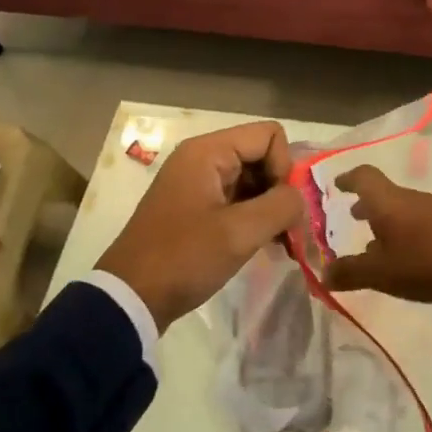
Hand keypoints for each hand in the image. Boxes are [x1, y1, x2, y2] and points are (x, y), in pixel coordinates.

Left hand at [96, 121, 305, 330]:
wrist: (132, 296)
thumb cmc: (185, 258)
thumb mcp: (240, 233)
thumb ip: (281, 206)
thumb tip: (299, 198)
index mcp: (208, 152)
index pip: (269, 135)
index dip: (284, 168)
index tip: (279, 207)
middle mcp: (202, 159)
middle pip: (261, 155)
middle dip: (280, 190)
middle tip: (287, 230)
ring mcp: (198, 183)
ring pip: (252, 180)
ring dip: (270, 207)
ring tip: (280, 242)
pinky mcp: (197, 208)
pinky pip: (237, 199)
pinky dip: (254, 218)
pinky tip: (265, 245)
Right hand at [321, 165, 431, 302]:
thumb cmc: (423, 262)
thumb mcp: (380, 273)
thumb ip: (350, 272)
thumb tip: (324, 274)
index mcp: (386, 202)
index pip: (363, 176)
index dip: (348, 178)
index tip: (337, 185)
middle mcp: (409, 198)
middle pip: (383, 193)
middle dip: (366, 204)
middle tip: (353, 216)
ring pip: (402, 208)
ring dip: (386, 220)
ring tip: (377, 244)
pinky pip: (420, 220)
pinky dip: (406, 231)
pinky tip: (406, 254)